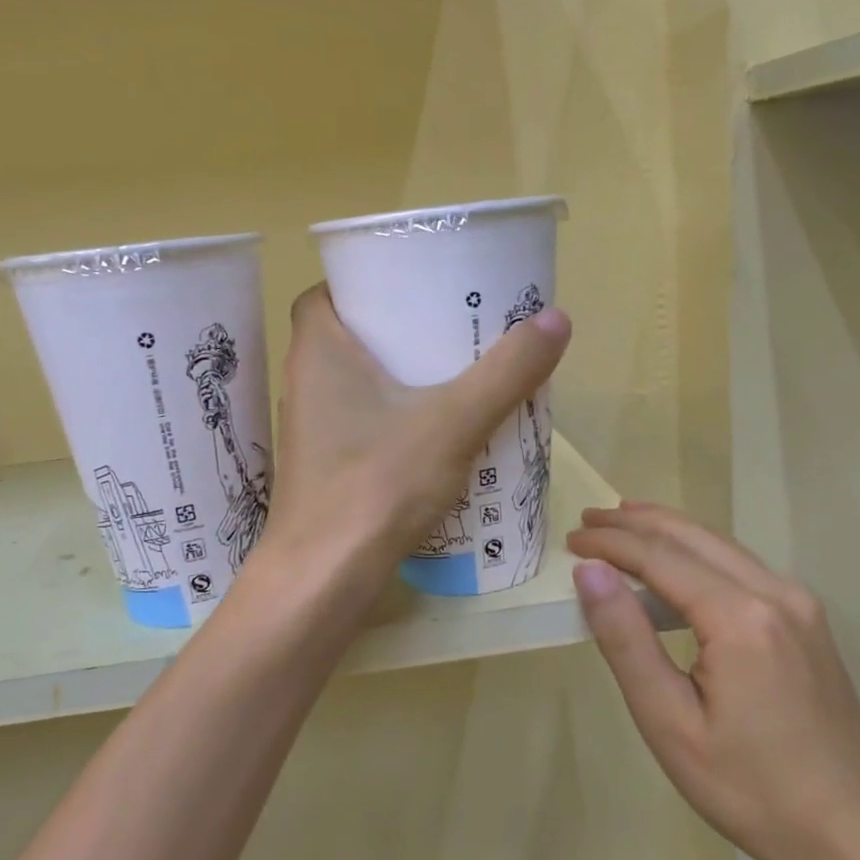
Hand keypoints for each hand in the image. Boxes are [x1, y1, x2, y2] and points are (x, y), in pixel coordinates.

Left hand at [264, 285, 569, 575]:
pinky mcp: (324, 467)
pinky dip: (394, 417)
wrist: (325, 578)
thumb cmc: (378, 483)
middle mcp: (304, 382)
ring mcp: (310, 430)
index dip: (367, 282)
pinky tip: (437, 433)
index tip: (415, 285)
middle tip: (452, 327)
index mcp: (318, 350)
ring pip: (356, 383)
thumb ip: (506, 372)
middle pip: (350, 336)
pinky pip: (361, 423)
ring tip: (455, 373)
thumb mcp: (454, 421)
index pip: (328, 291)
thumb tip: (555, 319)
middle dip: (398, 329)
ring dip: (399, 376)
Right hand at [568, 502, 859, 859]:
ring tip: (622, 524)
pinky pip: (743, 568)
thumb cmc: (750, 790)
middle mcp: (777, 594)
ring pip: (721, 546)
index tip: (570, 538)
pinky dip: (698, 554)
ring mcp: (801, 605)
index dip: (610, 542)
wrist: (856, 837)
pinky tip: (676, 565)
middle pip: (694, 536)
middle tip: (588, 518)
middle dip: (635, 522)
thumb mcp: (669, 722)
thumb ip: (626, 639)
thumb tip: (590, 572)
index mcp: (741, 618)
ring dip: (668, 531)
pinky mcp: (809, 622)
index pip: (660, 557)